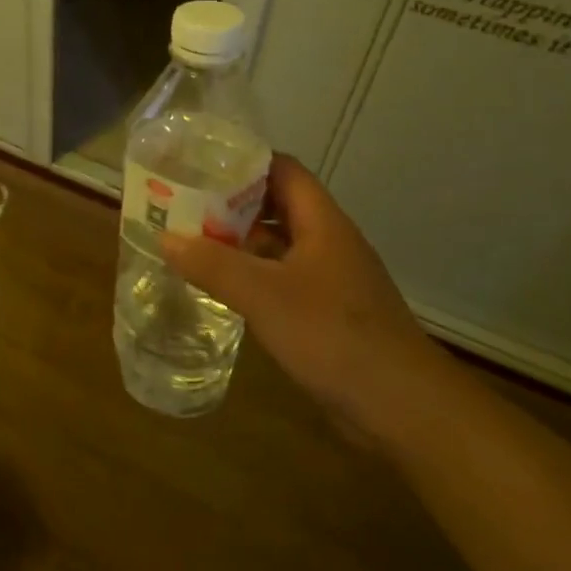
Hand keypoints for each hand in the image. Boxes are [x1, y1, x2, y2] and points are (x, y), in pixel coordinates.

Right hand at [160, 154, 444, 437]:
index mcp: (322, 223)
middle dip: (232, 202)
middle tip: (184, 202)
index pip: (282, 169)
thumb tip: (165, 236)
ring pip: (279, 245)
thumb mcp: (264, 295)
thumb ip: (213, 264)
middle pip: (277, 205)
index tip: (199, 163)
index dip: (244, 161)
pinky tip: (222, 288)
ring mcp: (330, 280)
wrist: (404, 410)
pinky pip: (282, 280)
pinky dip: (252, 276)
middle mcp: (328, 243)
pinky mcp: (328, 314)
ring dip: (240, 241)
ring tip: (192, 240)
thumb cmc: (334, 336)